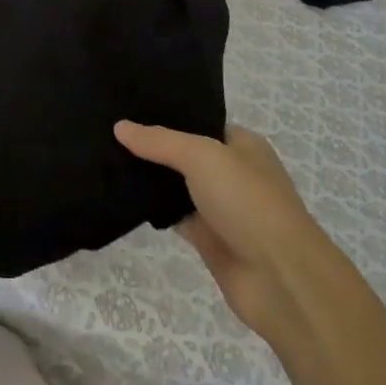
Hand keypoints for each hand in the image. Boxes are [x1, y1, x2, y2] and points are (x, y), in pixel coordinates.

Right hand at [115, 121, 327, 339]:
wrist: (280, 279)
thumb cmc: (248, 201)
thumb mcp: (202, 156)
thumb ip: (159, 141)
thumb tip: (120, 126)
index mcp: (242, 145)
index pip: (198, 121)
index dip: (166, 114)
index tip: (127, 106)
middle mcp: (232, 172)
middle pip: (184, 153)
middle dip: (152, 146)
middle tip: (107, 130)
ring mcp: (220, 207)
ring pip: (176, 185)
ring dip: (149, 177)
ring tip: (105, 157)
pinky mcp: (208, 239)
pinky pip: (173, 216)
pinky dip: (153, 209)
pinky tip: (121, 196)